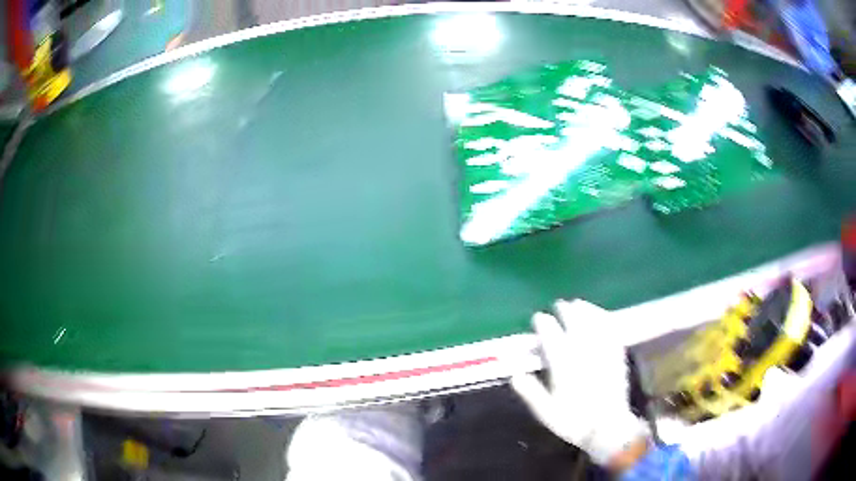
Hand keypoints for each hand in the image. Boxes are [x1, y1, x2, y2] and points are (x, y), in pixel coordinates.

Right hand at [511, 299, 649, 465]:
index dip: (543, 323)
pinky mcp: (617, 353)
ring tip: (578, 304)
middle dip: (564, 310)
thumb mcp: (546, 412)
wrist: (608, 427)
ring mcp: (602, 350)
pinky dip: (604, 317)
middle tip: (559, 306)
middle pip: (573, 320)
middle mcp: (583, 350)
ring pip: (593, 320)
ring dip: (584, 309)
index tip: (538, 318)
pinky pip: (610, 328)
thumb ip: (530, 391)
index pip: (550, 334)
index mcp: (563, 363)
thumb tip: (514, 374)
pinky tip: (601, 315)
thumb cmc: (574, 421)